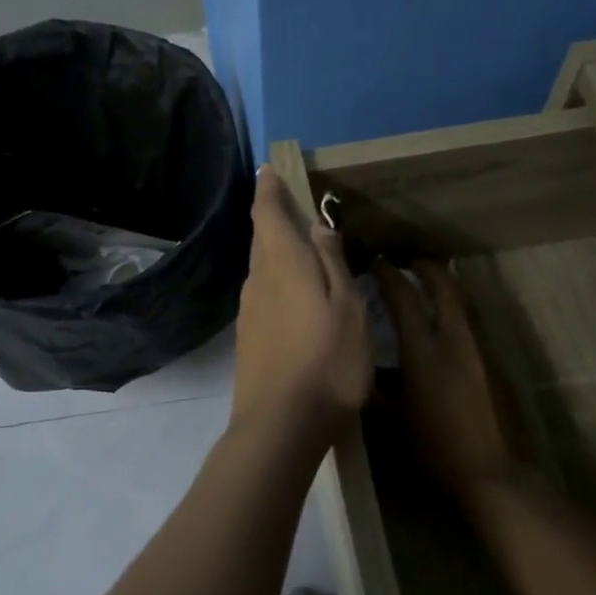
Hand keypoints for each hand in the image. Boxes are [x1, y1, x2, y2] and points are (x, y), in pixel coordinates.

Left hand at [231, 167, 370, 436]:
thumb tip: (317, 227)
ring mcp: (249, 312)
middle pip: (261, 239)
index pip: (267, 214)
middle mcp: (258, 281)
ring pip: (261, 267)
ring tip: (298, 246)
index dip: (268, 190)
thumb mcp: (347, 309)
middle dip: (272, 217)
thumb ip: (332, 264)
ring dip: (275, 250)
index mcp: (283, 265)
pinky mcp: (248, 338)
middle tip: (290, 204)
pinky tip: (292, 293)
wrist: (280, 425)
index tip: (268, 170)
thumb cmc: (327, 362)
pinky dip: (275, 280)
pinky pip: (261, 293)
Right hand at [373, 260, 525, 502]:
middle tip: (411, 261)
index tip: (377, 262)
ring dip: (447, 286)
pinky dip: (459, 311)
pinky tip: (449, 323)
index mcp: (424, 353)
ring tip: (431, 282)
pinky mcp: (496, 364)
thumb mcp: (393, 421)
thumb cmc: (435, 449)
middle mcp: (455, 341)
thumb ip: (374, 389)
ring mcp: (480, 351)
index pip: (404, 300)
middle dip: (427, 268)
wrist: (493, 475)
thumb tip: (357, 367)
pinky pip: (473, 323)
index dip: (389, 276)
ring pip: (464, 303)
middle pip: (444, 288)